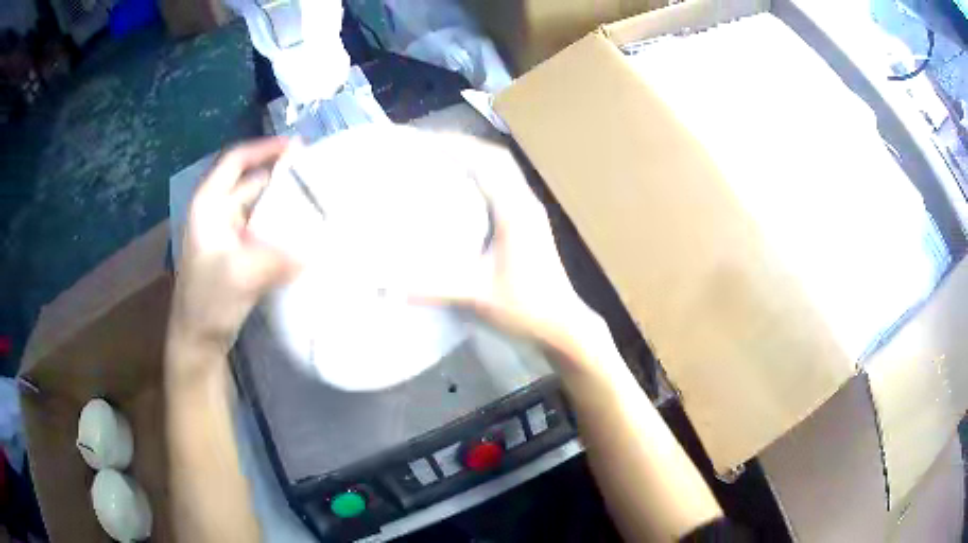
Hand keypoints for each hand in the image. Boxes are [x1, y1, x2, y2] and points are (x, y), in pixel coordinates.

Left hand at [168, 137, 300, 361]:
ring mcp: (228, 234)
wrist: (198, 341)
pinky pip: (264, 229)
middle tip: (319, 175)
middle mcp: (217, 213)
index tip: (297, 146)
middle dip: (282, 175)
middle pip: (251, 181)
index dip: (264, 148)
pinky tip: (305, 232)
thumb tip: (317, 248)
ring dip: (285, 202)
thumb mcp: (239, 276)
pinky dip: (283, 226)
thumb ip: (278, 258)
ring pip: (260, 206)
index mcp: (208, 206)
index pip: (235, 162)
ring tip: (319, 200)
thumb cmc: (207, 302)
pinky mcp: (239, 253)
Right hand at [427, 139, 612, 370]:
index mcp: (516, 211)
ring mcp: (529, 212)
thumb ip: (431, 288)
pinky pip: (503, 186)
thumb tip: (385, 284)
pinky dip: (480, 176)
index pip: (488, 162)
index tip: (425, 140)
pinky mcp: (527, 223)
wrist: (561, 324)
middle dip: (463, 145)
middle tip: (427, 145)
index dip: (458, 145)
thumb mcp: (476, 295)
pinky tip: (460, 188)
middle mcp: (525, 203)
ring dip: (473, 158)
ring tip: (440, 158)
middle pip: (496, 158)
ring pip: (501, 170)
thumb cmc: (525, 307)